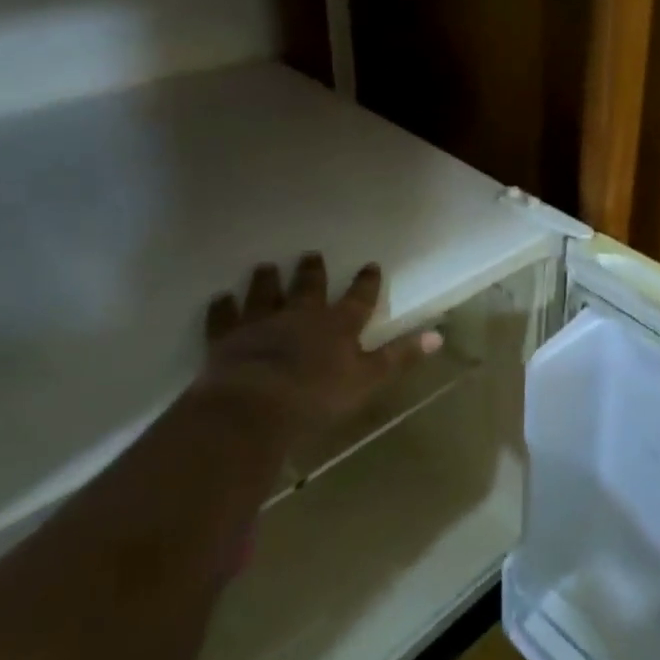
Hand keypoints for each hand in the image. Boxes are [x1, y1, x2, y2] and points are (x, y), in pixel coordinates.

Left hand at [196, 254, 440, 441]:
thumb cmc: (317, 395)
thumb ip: (400, 356)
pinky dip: (223, 307)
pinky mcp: (227, 339)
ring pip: (265, 294)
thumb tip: (439, 335)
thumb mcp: (369, 379)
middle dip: (312, 272)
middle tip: (311, 255)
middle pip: (309, 288)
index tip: (370, 265)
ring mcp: (262, 324)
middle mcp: (301, 315)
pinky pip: (225, 318)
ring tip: (265, 266)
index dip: (366, 283)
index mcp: (338, 325)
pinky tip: (220, 298)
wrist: (254, 404)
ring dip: (267, 280)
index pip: (358, 299)